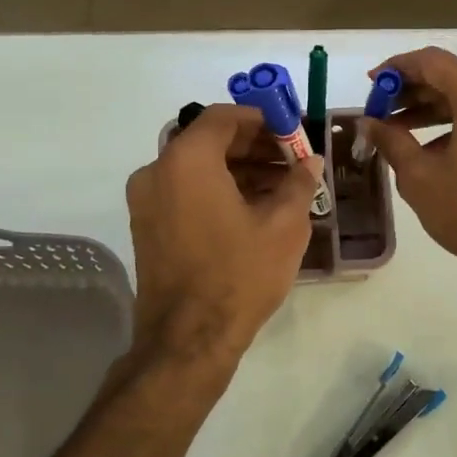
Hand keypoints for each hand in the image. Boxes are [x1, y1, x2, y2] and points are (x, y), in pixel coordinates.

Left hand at [125, 104, 319, 363]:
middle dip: (253, 145)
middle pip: (208, 140)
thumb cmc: (239, 275)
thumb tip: (310, 161)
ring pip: (196, 168)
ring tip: (281, 187)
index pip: (223, 117)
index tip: (292, 132)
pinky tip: (253, 209)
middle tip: (292, 160)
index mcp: (187, 161)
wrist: (188, 340)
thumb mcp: (284, 226)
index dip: (261, 119)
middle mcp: (157, 171)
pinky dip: (216, 189)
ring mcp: (146, 201)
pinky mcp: (147, 226)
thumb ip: (298, 182)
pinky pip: (184, 191)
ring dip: (237, 169)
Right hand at [364, 48, 456, 300]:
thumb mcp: (419, 176)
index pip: (432, 62)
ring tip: (399, 129)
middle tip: (381, 110)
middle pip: (454, 77)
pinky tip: (433, 145)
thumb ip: (391, 139)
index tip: (372, 84)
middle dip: (414, 91)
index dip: (397, 69)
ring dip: (436, 108)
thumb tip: (368, 123)